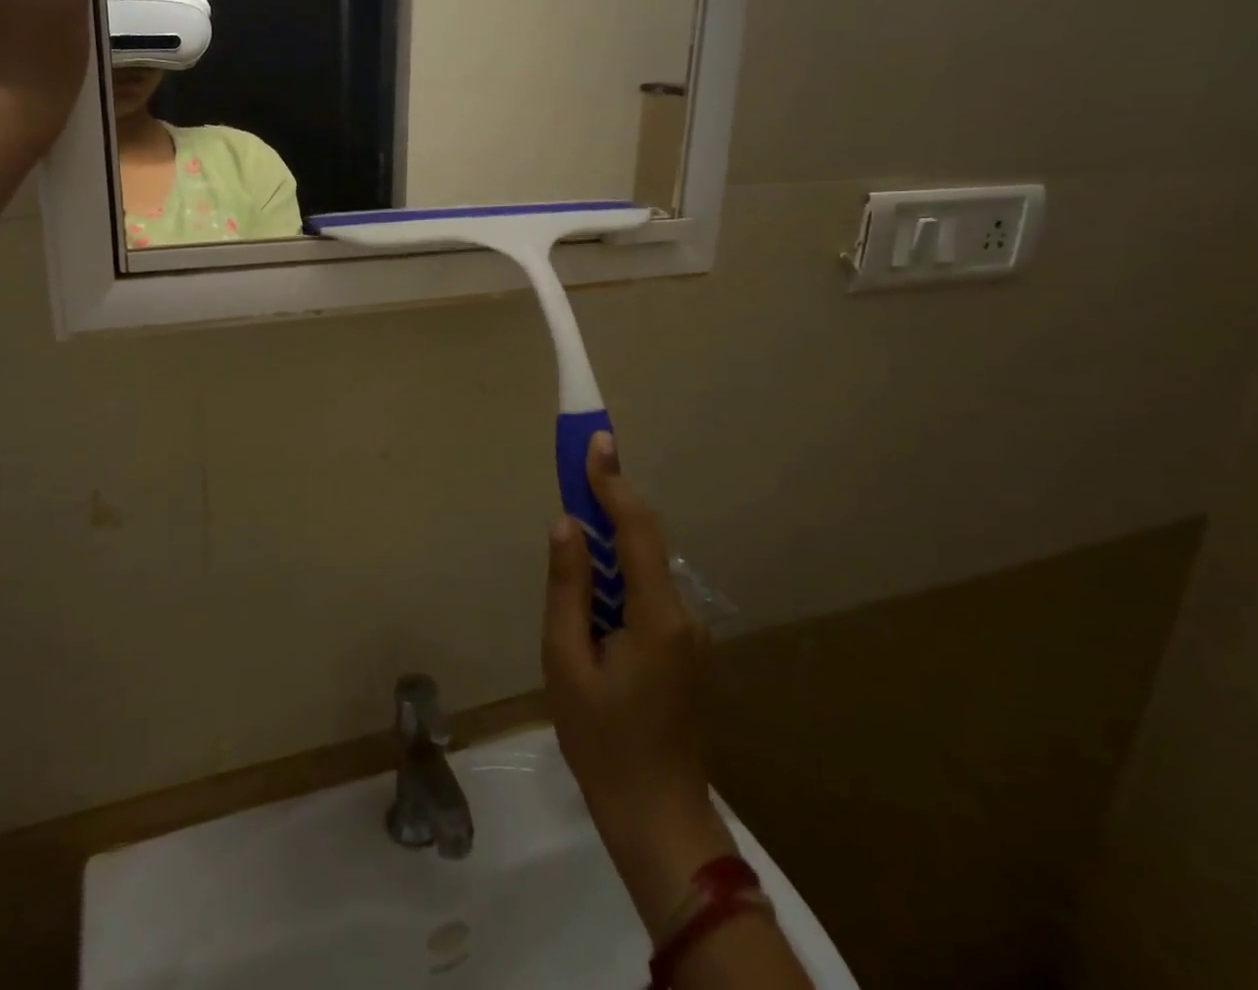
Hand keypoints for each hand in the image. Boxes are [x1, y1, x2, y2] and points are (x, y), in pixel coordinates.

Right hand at [543, 434, 736, 942]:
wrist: (658, 816)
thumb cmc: (602, 741)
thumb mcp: (565, 662)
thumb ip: (567, 587)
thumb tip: (565, 524)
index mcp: (656, 616)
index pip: (635, 530)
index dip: (613, 482)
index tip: (596, 441)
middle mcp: (684, 614)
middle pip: (645, 541)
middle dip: (611, 501)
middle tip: (578, 469)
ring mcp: (692, 633)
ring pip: (647, 567)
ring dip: (613, 541)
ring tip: (575, 535)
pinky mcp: (687, 649)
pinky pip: (650, 593)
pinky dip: (621, 574)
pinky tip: (594, 594)